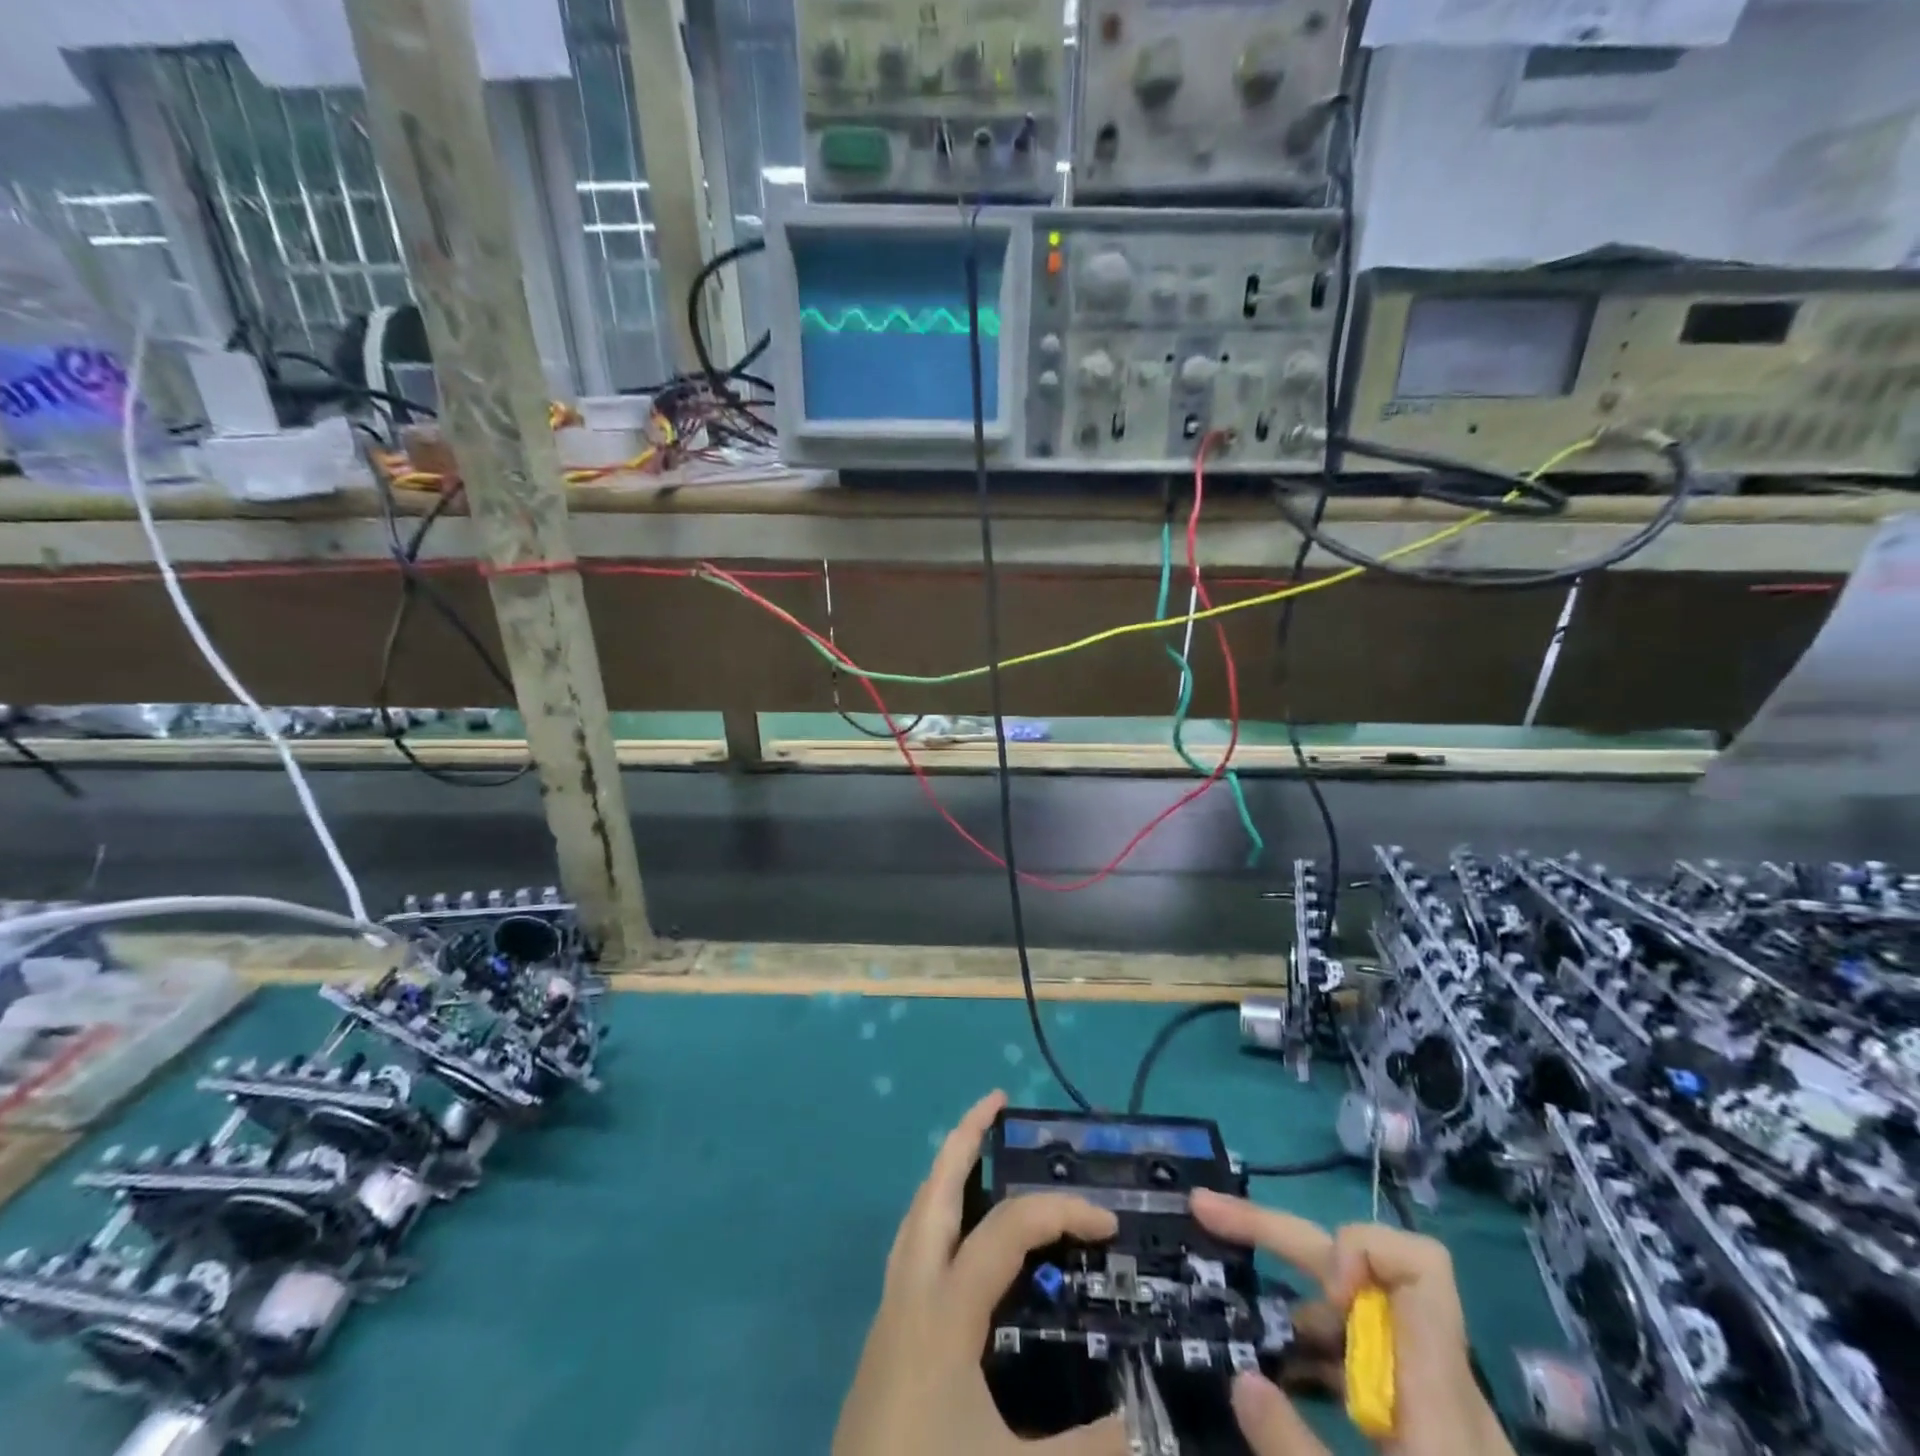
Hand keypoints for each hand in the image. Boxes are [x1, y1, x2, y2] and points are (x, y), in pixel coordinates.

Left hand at [833, 1090, 1126, 1455]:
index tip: (1108, 1226)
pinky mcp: (882, 1342)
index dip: (1060, 1213)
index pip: (1007, 1229)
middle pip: (933, 1190)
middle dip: (964, 1138)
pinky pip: (910, 1249)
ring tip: (977, 1152)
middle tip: (996, 1102)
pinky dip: (936, 1218)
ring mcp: (888, 1314)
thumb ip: (1091, 1449)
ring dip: (946, 1174)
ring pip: (915, 1216)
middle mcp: (910, 1293)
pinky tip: (958, 1241)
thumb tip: (1146, 1423)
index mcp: (943, 1309)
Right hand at [1190, 1190, 1513, 1455]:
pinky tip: (1279, 1379)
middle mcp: (1435, 1378)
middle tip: (1207, 1212)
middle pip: (1360, 1265)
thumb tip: (1240, 1380)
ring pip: (1355, 1309)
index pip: (1421, 1265)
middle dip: (1280, 1234)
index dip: (1361, 1249)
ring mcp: (1428, 1402)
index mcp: (1438, 1392)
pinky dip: (1314, 1349)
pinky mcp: (1421, 1428)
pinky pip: (1361, 1356)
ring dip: (1294, 1299)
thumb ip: (1294, 1450)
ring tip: (1239, 1318)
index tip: (1324, 1293)